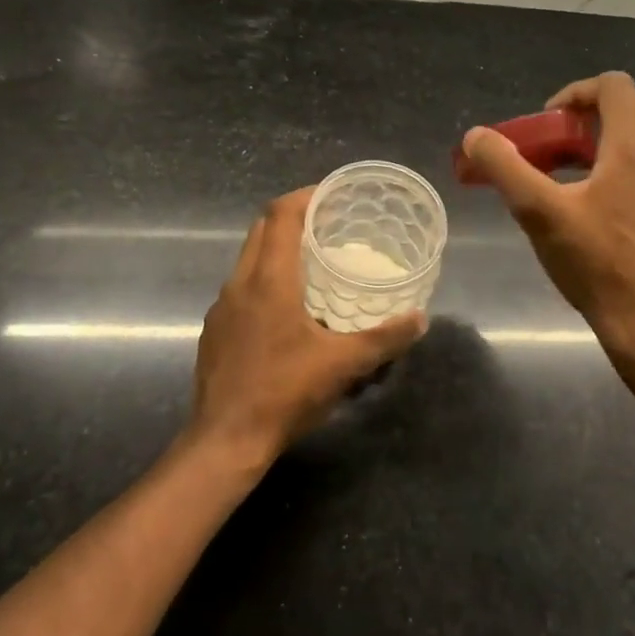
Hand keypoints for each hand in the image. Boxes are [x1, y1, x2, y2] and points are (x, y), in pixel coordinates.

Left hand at [189, 188, 425, 466]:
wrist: (225, 440)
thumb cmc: (284, 392)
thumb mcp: (343, 365)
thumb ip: (384, 338)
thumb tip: (419, 319)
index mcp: (269, 279)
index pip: (281, 215)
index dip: (305, 196)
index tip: (331, 195)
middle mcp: (240, 283)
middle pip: (262, 229)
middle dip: (292, 217)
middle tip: (327, 225)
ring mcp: (222, 307)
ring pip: (248, 258)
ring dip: (277, 249)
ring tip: (310, 263)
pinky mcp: (215, 330)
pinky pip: (240, 288)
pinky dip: (263, 280)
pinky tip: (285, 310)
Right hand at [460, 72, 634, 363]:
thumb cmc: (596, 264)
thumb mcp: (538, 213)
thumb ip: (504, 168)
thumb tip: (476, 136)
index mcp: (633, 148)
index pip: (617, 85)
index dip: (577, 91)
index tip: (549, 121)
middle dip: (599, 108)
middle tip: (565, 137)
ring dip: (609, 137)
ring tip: (569, 172)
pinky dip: (620, 165)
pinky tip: (590, 205)